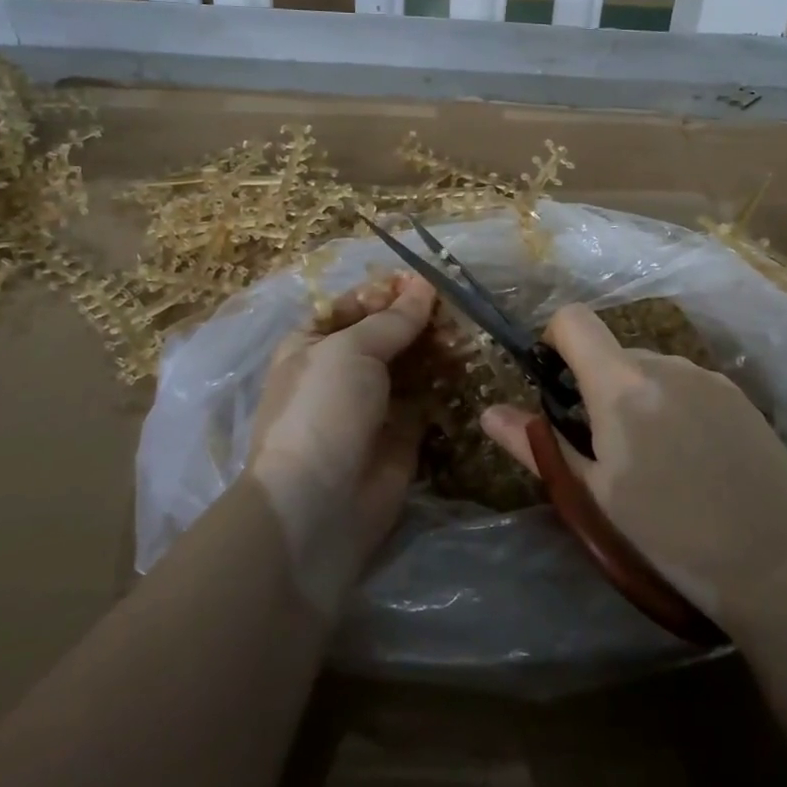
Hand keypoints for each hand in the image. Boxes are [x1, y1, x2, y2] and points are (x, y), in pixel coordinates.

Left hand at [245, 274, 436, 613]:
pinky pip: (429, 398)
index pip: (355, 305)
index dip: (388, 291)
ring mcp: (373, 403)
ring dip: (438, 347)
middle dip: (420, 319)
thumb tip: (425, 284)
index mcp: (314, 343)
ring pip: (412, 364)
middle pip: (388, 333)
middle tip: (457, 308)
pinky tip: (472, 364)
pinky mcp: (402, 434)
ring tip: (468, 333)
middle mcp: (343, 369)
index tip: (427, 281)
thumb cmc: (323, 409)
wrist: (318, 505)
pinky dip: (448, 382)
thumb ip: (393, 319)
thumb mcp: (351, 350)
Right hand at [480, 304, 786, 617]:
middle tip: (607, 452)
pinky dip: (673, 407)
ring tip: (657, 464)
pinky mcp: (738, 395)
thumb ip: (538, 446)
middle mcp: (664, 363)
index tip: (556, 387)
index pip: (573, 320)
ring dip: (637, 398)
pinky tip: (695, 462)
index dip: (554, 341)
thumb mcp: (594, 495)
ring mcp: (707, 376)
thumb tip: (489, 413)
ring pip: (650, 370)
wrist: (778, 563)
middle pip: (612, 352)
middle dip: (597, 386)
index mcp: (621, 384)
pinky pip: (686, 385)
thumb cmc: (670, 534)